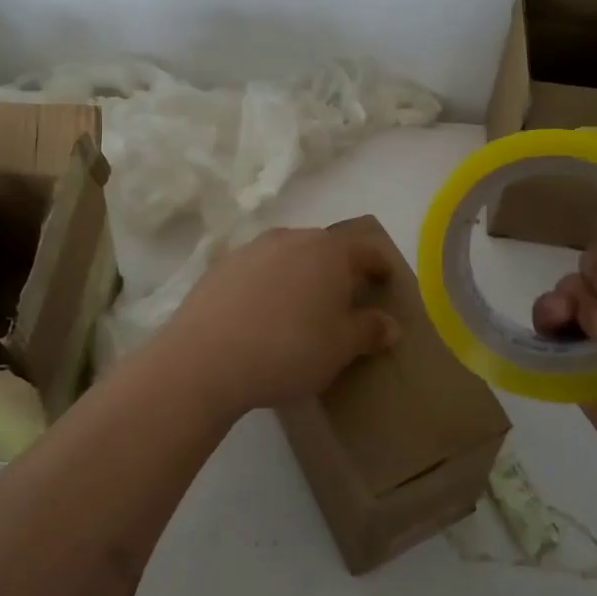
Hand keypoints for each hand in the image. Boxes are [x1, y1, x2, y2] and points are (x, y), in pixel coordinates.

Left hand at [158, 226, 400, 418]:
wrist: (206, 357)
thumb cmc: (289, 349)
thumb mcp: (340, 347)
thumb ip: (369, 331)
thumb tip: (390, 325)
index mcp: (328, 251)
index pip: (365, 249)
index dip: (380, 265)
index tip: (387, 280)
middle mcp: (291, 238)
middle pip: (325, 248)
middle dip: (338, 270)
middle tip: (344, 300)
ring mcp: (252, 249)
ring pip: (288, 256)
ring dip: (300, 275)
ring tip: (301, 309)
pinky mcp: (220, 266)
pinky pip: (257, 270)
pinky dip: (268, 285)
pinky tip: (261, 315)